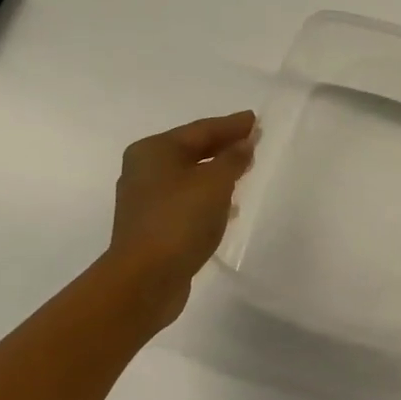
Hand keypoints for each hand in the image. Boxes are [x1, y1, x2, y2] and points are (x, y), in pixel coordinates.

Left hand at [107, 111, 257, 327]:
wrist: (144, 279)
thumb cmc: (179, 220)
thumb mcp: (214, 183)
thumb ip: (233, 159)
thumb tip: (244, 143)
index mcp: (154, 150)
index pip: (201, 129)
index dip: (231, 125)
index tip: (256, 120)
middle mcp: (144, 169)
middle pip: (192, 150)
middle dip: (223, 146)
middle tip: (253, 142)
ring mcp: (145, 199)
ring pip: (189, 176)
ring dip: (217, 172)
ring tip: (245, 171)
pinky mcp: (152, 226)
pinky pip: (186, 200)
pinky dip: (207, 197)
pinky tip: (227, 206)